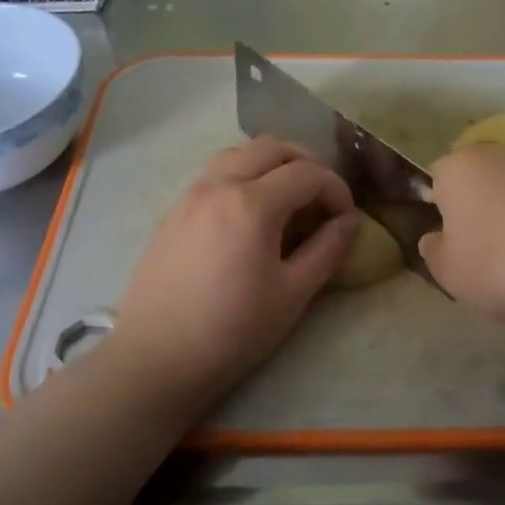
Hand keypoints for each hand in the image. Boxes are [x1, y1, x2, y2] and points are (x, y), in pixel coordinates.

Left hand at [108, 136, 358, 397]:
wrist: (155, 358)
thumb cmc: (232, 330)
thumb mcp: (292, 294)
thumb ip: (327, 250)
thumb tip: (349, 222)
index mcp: (253, 203)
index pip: (308, 173)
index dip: (336, 189)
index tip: (346, 218)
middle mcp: (220, 184)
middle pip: (272, 146)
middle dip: (306, 163)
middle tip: (321, 198)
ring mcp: (191, 194)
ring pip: (239, 153)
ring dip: (271, 163)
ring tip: (287, 199)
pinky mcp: (173, 211)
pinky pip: (215, 173)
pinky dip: (243, 175)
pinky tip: (249, 214)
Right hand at [418, 144, 504, 330]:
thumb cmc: (498, 262)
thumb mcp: (448, 273)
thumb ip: (435, 253)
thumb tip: (436, 239)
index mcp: (460, 167)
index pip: (439, 180)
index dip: (443, 214)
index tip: (453, 248)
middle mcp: (501, 156)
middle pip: (485, 192)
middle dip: (488, 227)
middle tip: (493, 271)